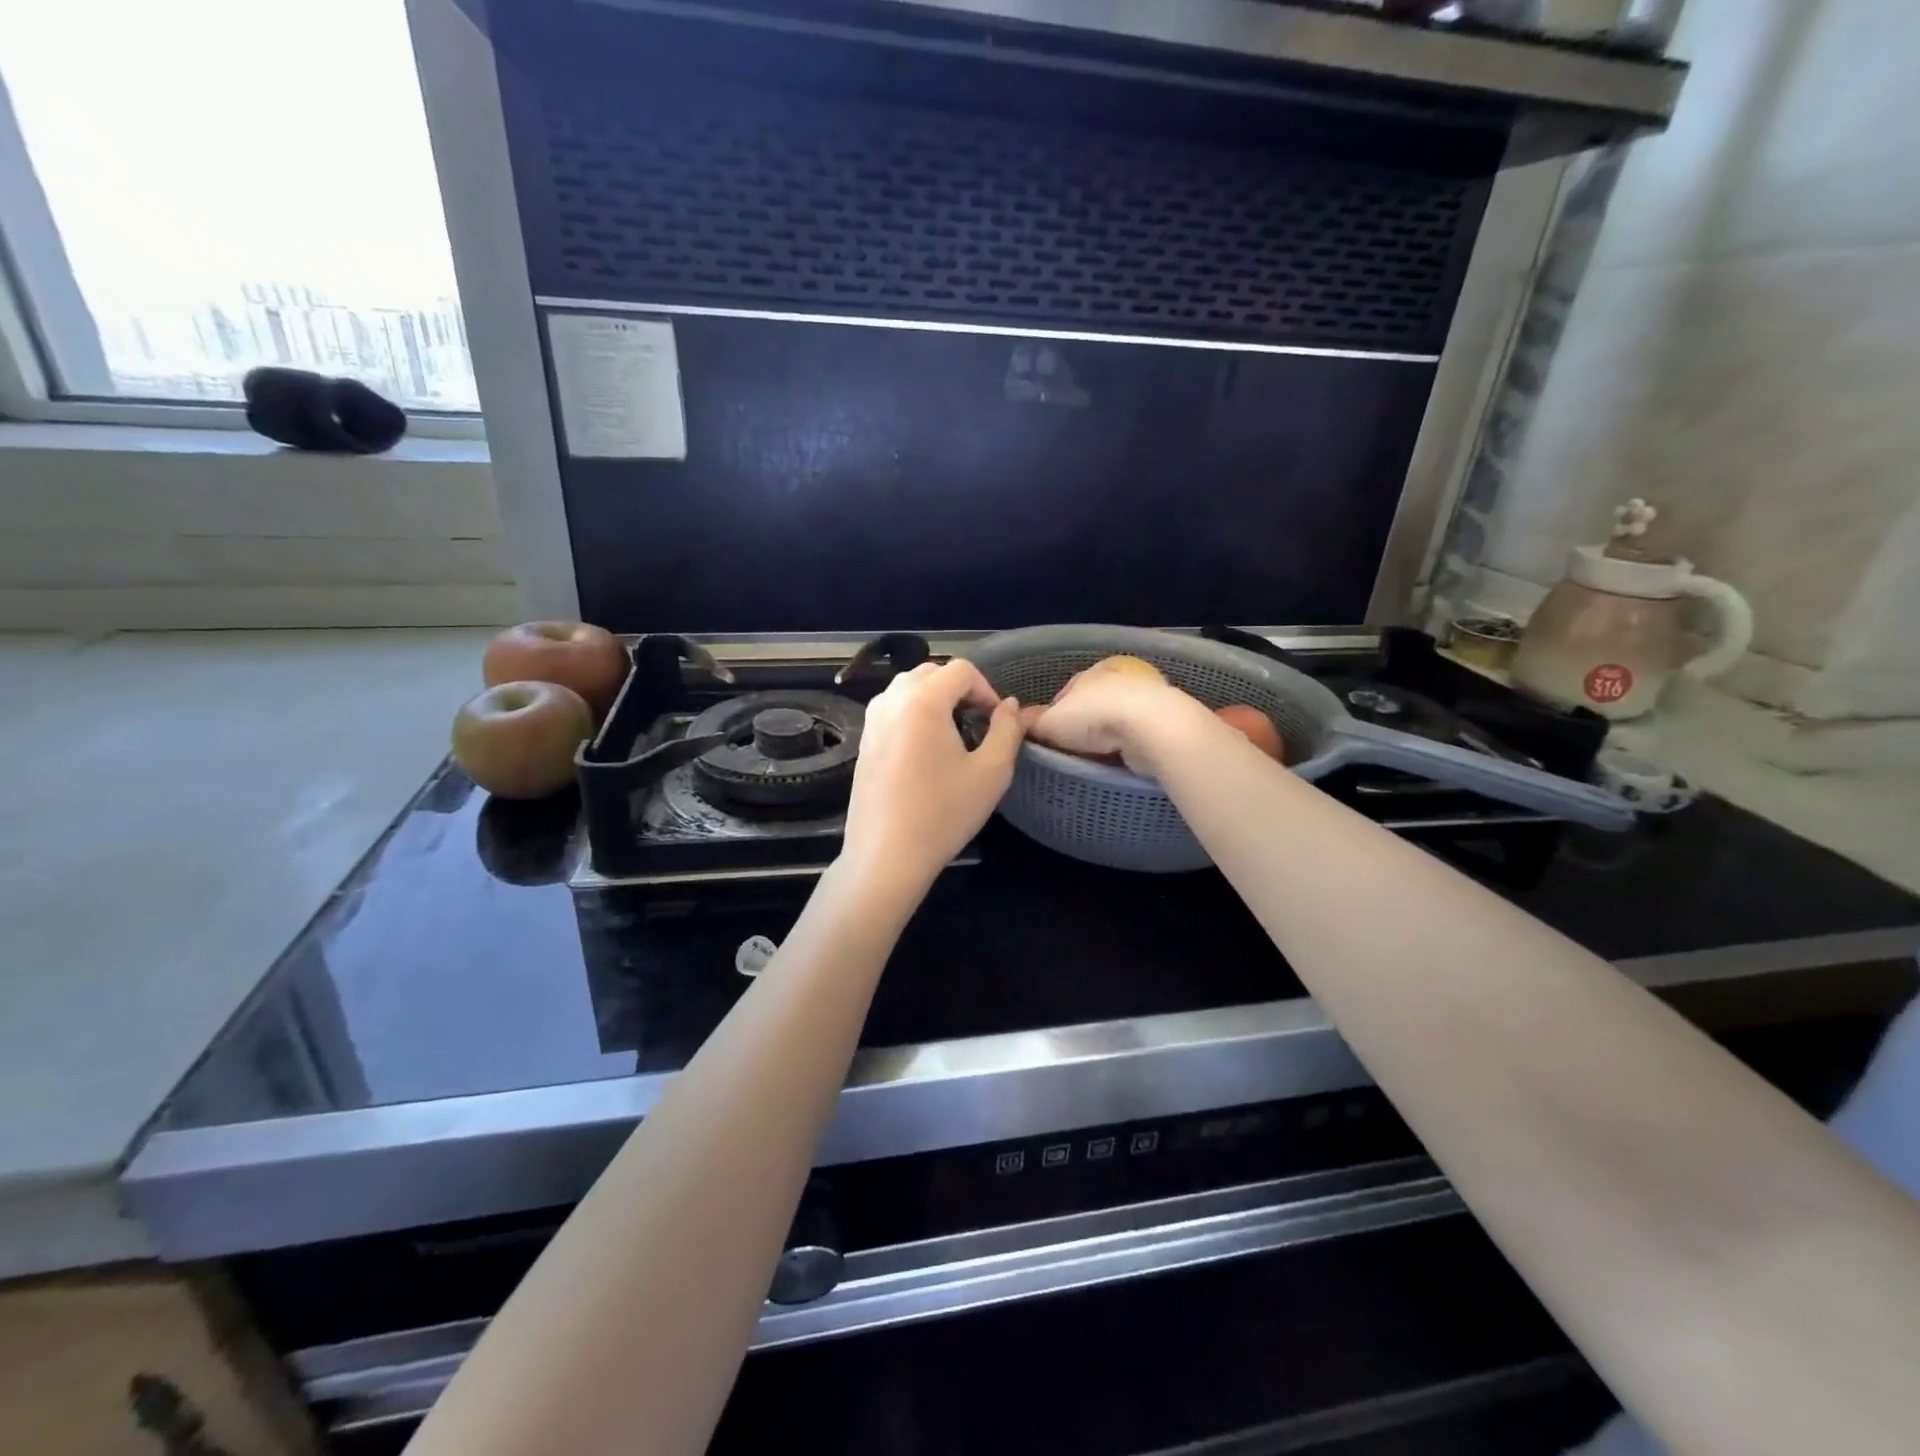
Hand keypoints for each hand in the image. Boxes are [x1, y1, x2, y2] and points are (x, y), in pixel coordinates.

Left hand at [841, 659, 1023, 893]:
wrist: (886, 855)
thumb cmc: (943, 813)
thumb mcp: (991, 772)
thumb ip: (1008, 730)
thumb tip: (1010, 706)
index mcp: (923, 700)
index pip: (961, 670)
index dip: (986, 688)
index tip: (996, 721)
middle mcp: (892, 700)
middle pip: (932, 673)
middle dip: (959, 690)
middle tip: (977, 723)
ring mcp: (872, 720)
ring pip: (908, 689)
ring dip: (935, 699)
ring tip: (953, 735)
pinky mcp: (864, 741)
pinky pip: (893, 710)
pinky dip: (914, 714)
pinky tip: (926, 752)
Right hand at [1020, 665, 1213, 776]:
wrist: (1152, 726)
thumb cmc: (1094, 717)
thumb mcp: (1051, 722)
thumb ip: (1032, 722)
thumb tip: (1016, 720)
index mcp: (1090, 671)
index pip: (1066, 692)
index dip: (1055, 714)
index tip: (1050, 736)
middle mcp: (1119, 677)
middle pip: (1093, 704)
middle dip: (1083, 724)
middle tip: (1072, 749)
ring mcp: (1145, 696)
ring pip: (1118, 718)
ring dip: (1108, 735)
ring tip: (1096, 758)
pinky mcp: (1164, 718)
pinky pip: (1137, 733)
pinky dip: (1128, 744)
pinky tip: (1121, 759)